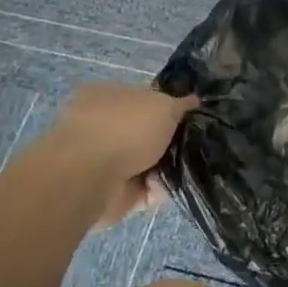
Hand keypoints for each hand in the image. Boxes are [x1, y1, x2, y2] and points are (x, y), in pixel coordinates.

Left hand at [45, 82, 198, 227]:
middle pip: (147, 132)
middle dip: (170, 140)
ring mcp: (105, 160)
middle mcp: (104, 126)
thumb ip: (181, 104)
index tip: (191, 117)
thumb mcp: (163, 104)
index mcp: (108, 95)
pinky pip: (146, 189)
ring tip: (191, 165)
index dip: (168, 106)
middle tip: (196, 142)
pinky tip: (174, 185)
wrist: (91, 177)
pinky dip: (160, 189)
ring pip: (149, 162)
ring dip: (168, 166)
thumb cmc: (125, 127)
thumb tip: (195, 100)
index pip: (143, 98)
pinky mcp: (112, 191)